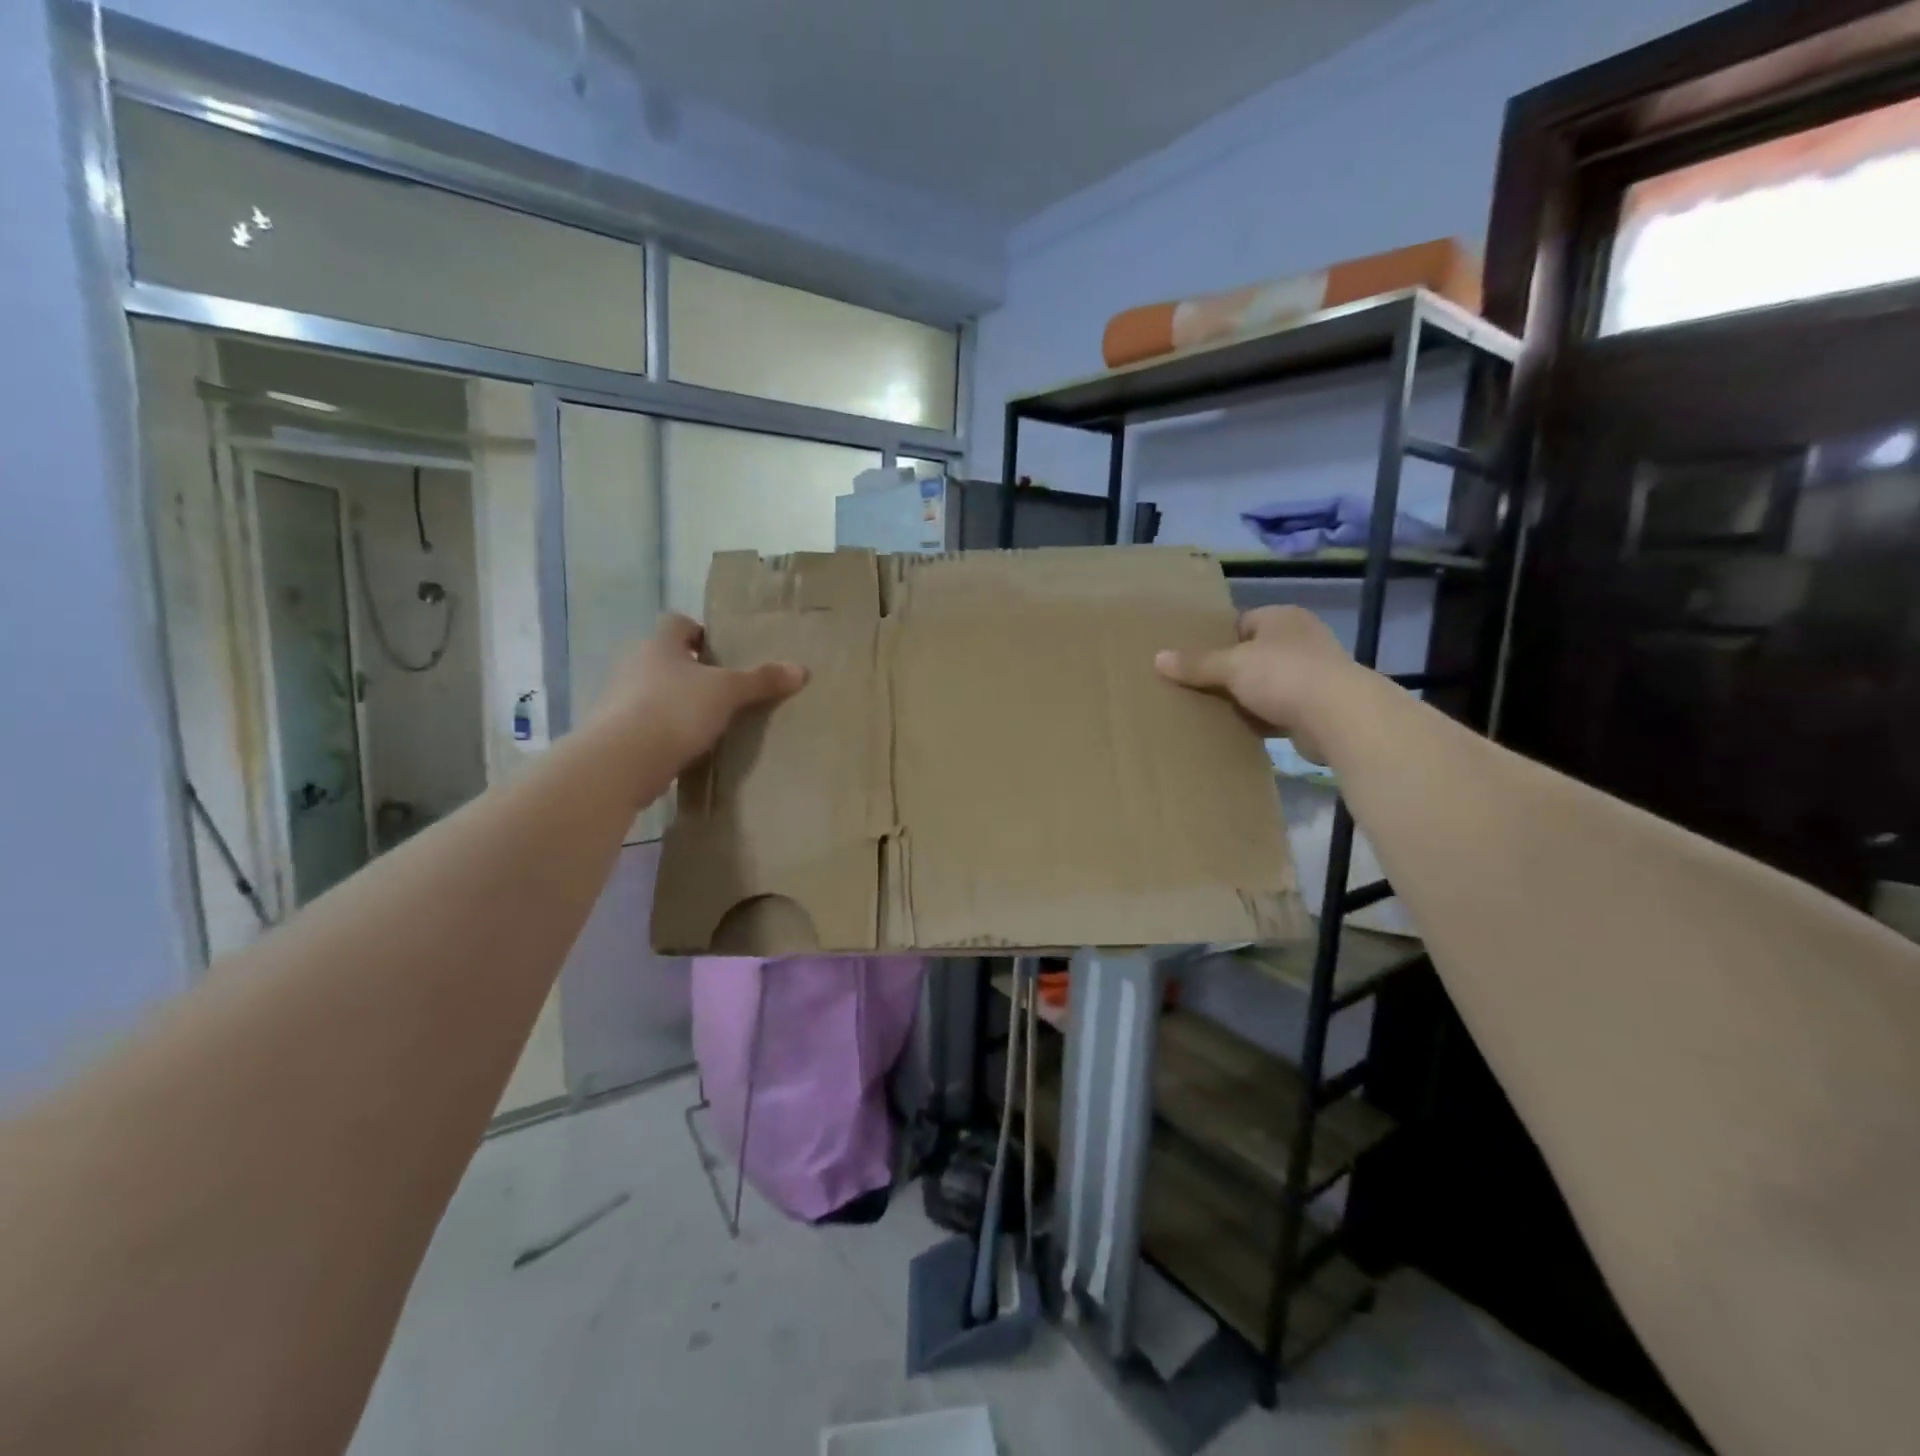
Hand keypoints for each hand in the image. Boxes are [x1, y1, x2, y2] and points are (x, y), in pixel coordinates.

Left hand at [593, 613, 806, 768]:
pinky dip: (665, 730)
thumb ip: (762, 680)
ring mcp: (620, 699)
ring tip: (709, 721)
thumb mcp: (728, 692)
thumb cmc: (677, 709)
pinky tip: (688, 747)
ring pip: (655, 691)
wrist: (624, 760)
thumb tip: (802, 669)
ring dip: (677, 702)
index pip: (677, 623)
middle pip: (665, 658)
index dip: (699, 632)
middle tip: (723, 689)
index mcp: (659, 644)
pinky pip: (647, 723)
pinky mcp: (617, 733)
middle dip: (691, 671)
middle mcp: (634, 664)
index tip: (721, 652)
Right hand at [1155, 606, 1357, 762]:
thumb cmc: (1283, 675)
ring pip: (1266, 683)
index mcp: (1282, 618)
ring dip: (1245, 697)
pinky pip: (1279, 709)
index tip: (1193, 660)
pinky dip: (1261, 718)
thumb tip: (1157, 658)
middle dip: (1229, 671)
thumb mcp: (1231, 666)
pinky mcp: (1318, 706)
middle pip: (1253, 654)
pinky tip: (1238, 729)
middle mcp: (1301, 639)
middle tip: (1197, 686)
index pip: (1242, 622)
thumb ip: (1196, 664)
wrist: (1339, 716)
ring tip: (1212, 710)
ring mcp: (1314, 673)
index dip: (1217, 640)